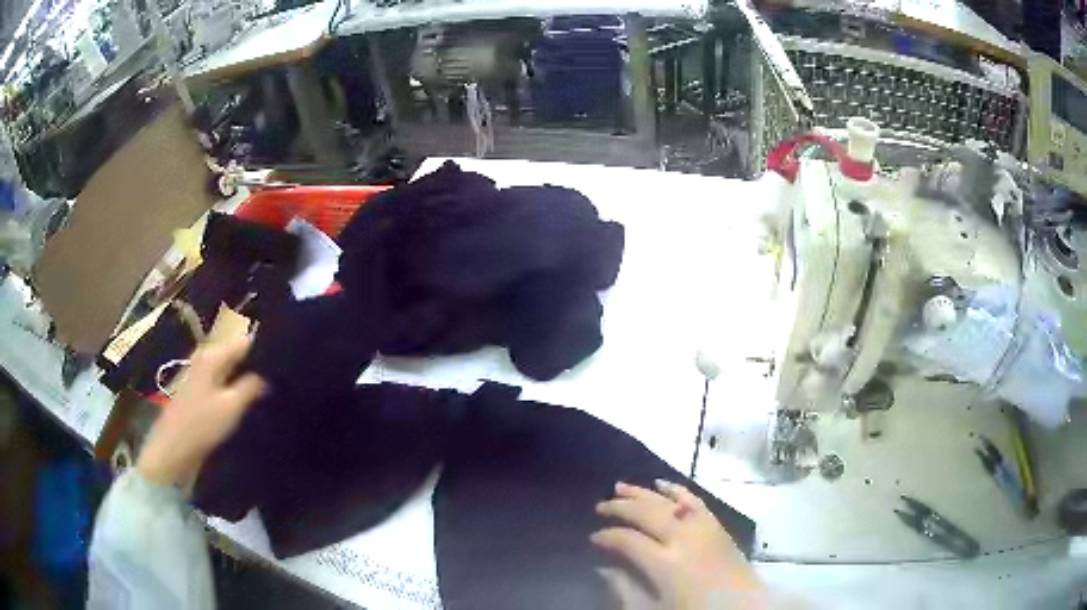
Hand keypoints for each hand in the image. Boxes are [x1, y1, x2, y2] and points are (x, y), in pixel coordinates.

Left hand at [137, 335, 266, 486]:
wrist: (172, 449)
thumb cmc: (201, 425)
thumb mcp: (231, 407)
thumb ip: (250, 387)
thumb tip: (266, 376)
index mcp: (212, 354)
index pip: (244, 341)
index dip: (264, 348)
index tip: (284, 360)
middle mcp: (204, 356)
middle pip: (235, 351)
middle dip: (255, 361)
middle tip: (279, 375)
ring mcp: (199, 372)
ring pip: (229, 366)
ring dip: (245, 374)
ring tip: (268, 386)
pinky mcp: (197, 388)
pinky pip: (222, 378)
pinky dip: (234, 383)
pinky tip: (248, 396)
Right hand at [592, 481, 764, 609]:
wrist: (742, 609)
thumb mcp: (654, 609)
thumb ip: (626, 589)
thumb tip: (605, 568)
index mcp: (666, 564)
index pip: (628, 540)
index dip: (607, 536)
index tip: (593, 537)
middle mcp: (684, 539)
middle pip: (647, 513)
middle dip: (620, 507)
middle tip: (600, 506)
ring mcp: (703, 528)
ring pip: (668, 501)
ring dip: (643, 492)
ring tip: (620, 486)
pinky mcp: (717, 526)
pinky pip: (694, 500)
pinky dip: (677, 489)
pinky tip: (662, 484)